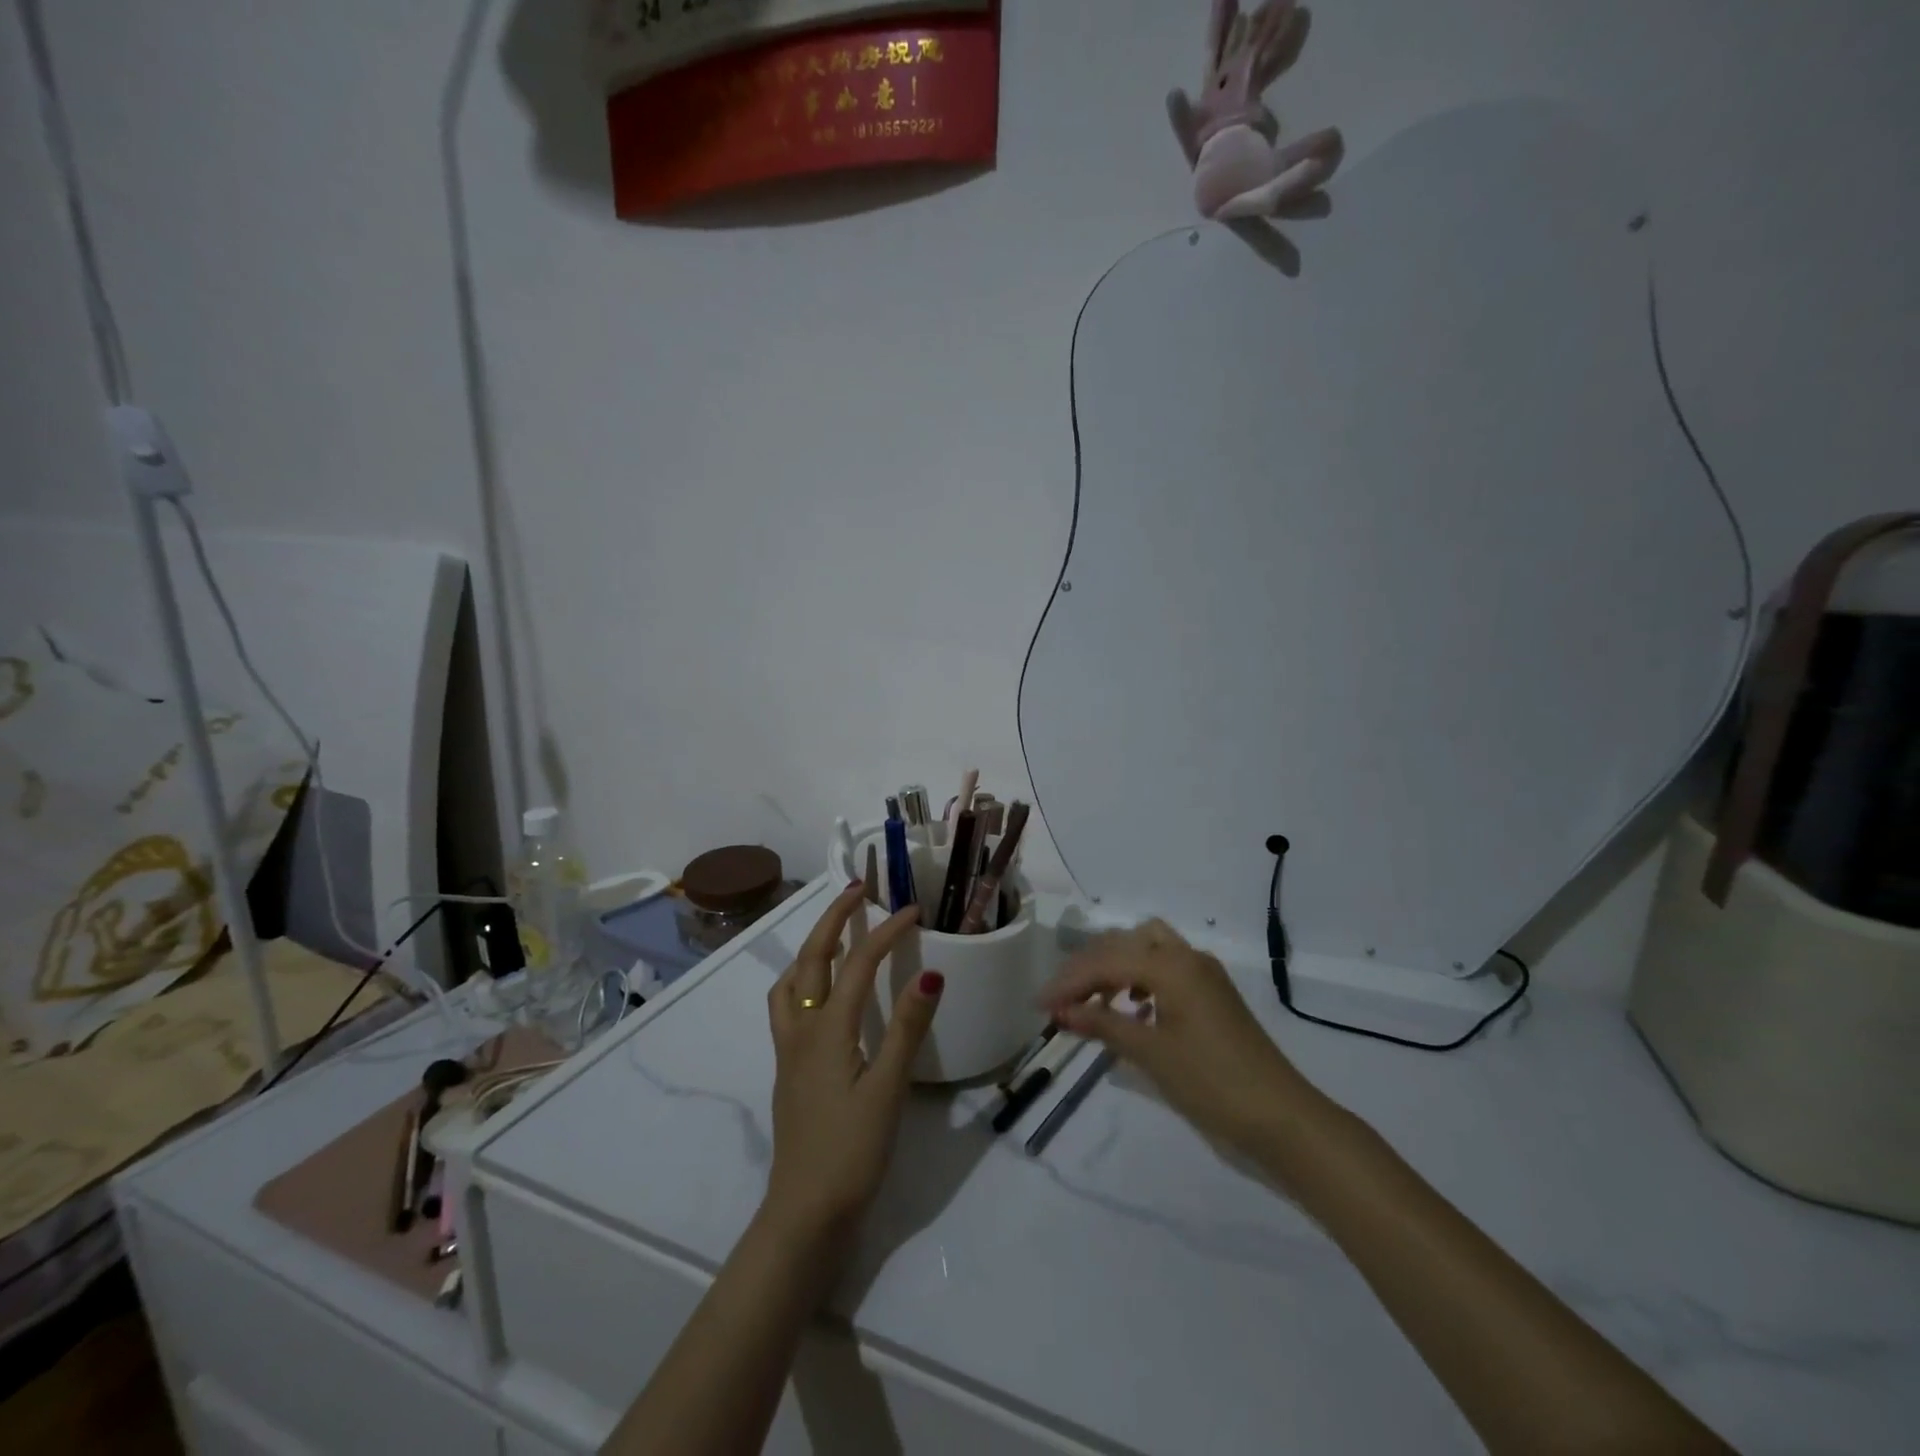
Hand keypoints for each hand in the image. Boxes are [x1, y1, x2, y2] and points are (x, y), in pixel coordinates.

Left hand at [763, 885, 943, 1243]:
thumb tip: (929, 973)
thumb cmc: (851, 1152)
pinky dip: (803, 978)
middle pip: (811, 957)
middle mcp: (801, 1028)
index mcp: (827, 1029)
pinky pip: (788, 1004)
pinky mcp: (789, 1067)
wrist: (804, 1212)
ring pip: (791, 979)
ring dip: (812, 946)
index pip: (856, 964)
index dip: (886, 932)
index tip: (914, 910)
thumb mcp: (888, 1089)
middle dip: (834, 918)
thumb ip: (906, 1028)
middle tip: (859, 890)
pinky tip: (822, 993)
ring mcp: (789, 1048)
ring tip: (837, 934)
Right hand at [1037, 919, 1323, 1158]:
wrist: (1281, 1117)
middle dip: (1088, 967)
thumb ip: (1103, 1024)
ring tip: (1092, 1000)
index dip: (1069, 982)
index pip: (1106, 961)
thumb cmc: (1212, 1083)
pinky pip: (1166, 967)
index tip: (1039, 1006)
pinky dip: (1140, 978)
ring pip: (1146, 948)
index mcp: (1171, 964)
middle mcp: (1187, 956)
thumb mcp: (1150, 1053)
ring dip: (1115, 966)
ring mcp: (1203, 972)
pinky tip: (1131, 1008)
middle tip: (1062, 1000)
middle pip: (1124, 943)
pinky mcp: (1212, 992)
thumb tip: (1061, 1011)